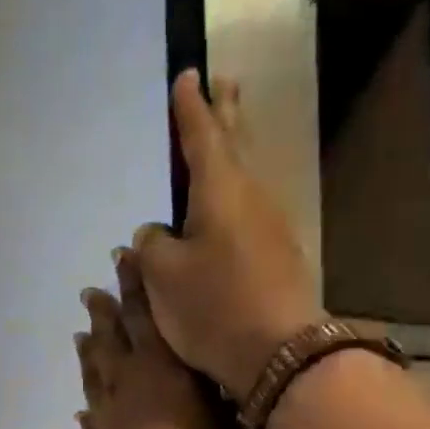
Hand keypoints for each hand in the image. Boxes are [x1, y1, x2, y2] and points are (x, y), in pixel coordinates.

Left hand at [75, 248, 262, 428]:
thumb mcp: (240, 428)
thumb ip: (231, 401)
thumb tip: (233, 383)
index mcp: (166, 368)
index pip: (148, 314)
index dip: (136, 286)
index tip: (124, 258)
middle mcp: (131, 383)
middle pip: (112, 338)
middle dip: (104, 311)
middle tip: (91, 291)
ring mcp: (110, 416)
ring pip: (95, 373)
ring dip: (88, 351)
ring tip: (81, 333)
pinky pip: (90, 421)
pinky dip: (86, 412)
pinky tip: (81, 410)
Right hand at [134, 72, 323, 396]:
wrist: (279, 352)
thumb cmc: (213, 306)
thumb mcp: (163, 276)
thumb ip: (150, 245)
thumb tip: (154, 233)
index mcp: (219, 190)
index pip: (201, 136)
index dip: (191, 108)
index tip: (188, 76)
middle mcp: (250, 197)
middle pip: (236, 144)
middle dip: (227, 113)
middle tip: (226, 84)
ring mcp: (270, 225)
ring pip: (245, 176)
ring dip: (233, 151)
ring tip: (223, 136)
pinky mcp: (277, 255)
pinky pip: (248, 209)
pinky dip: (233, 194)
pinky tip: (224, 207)